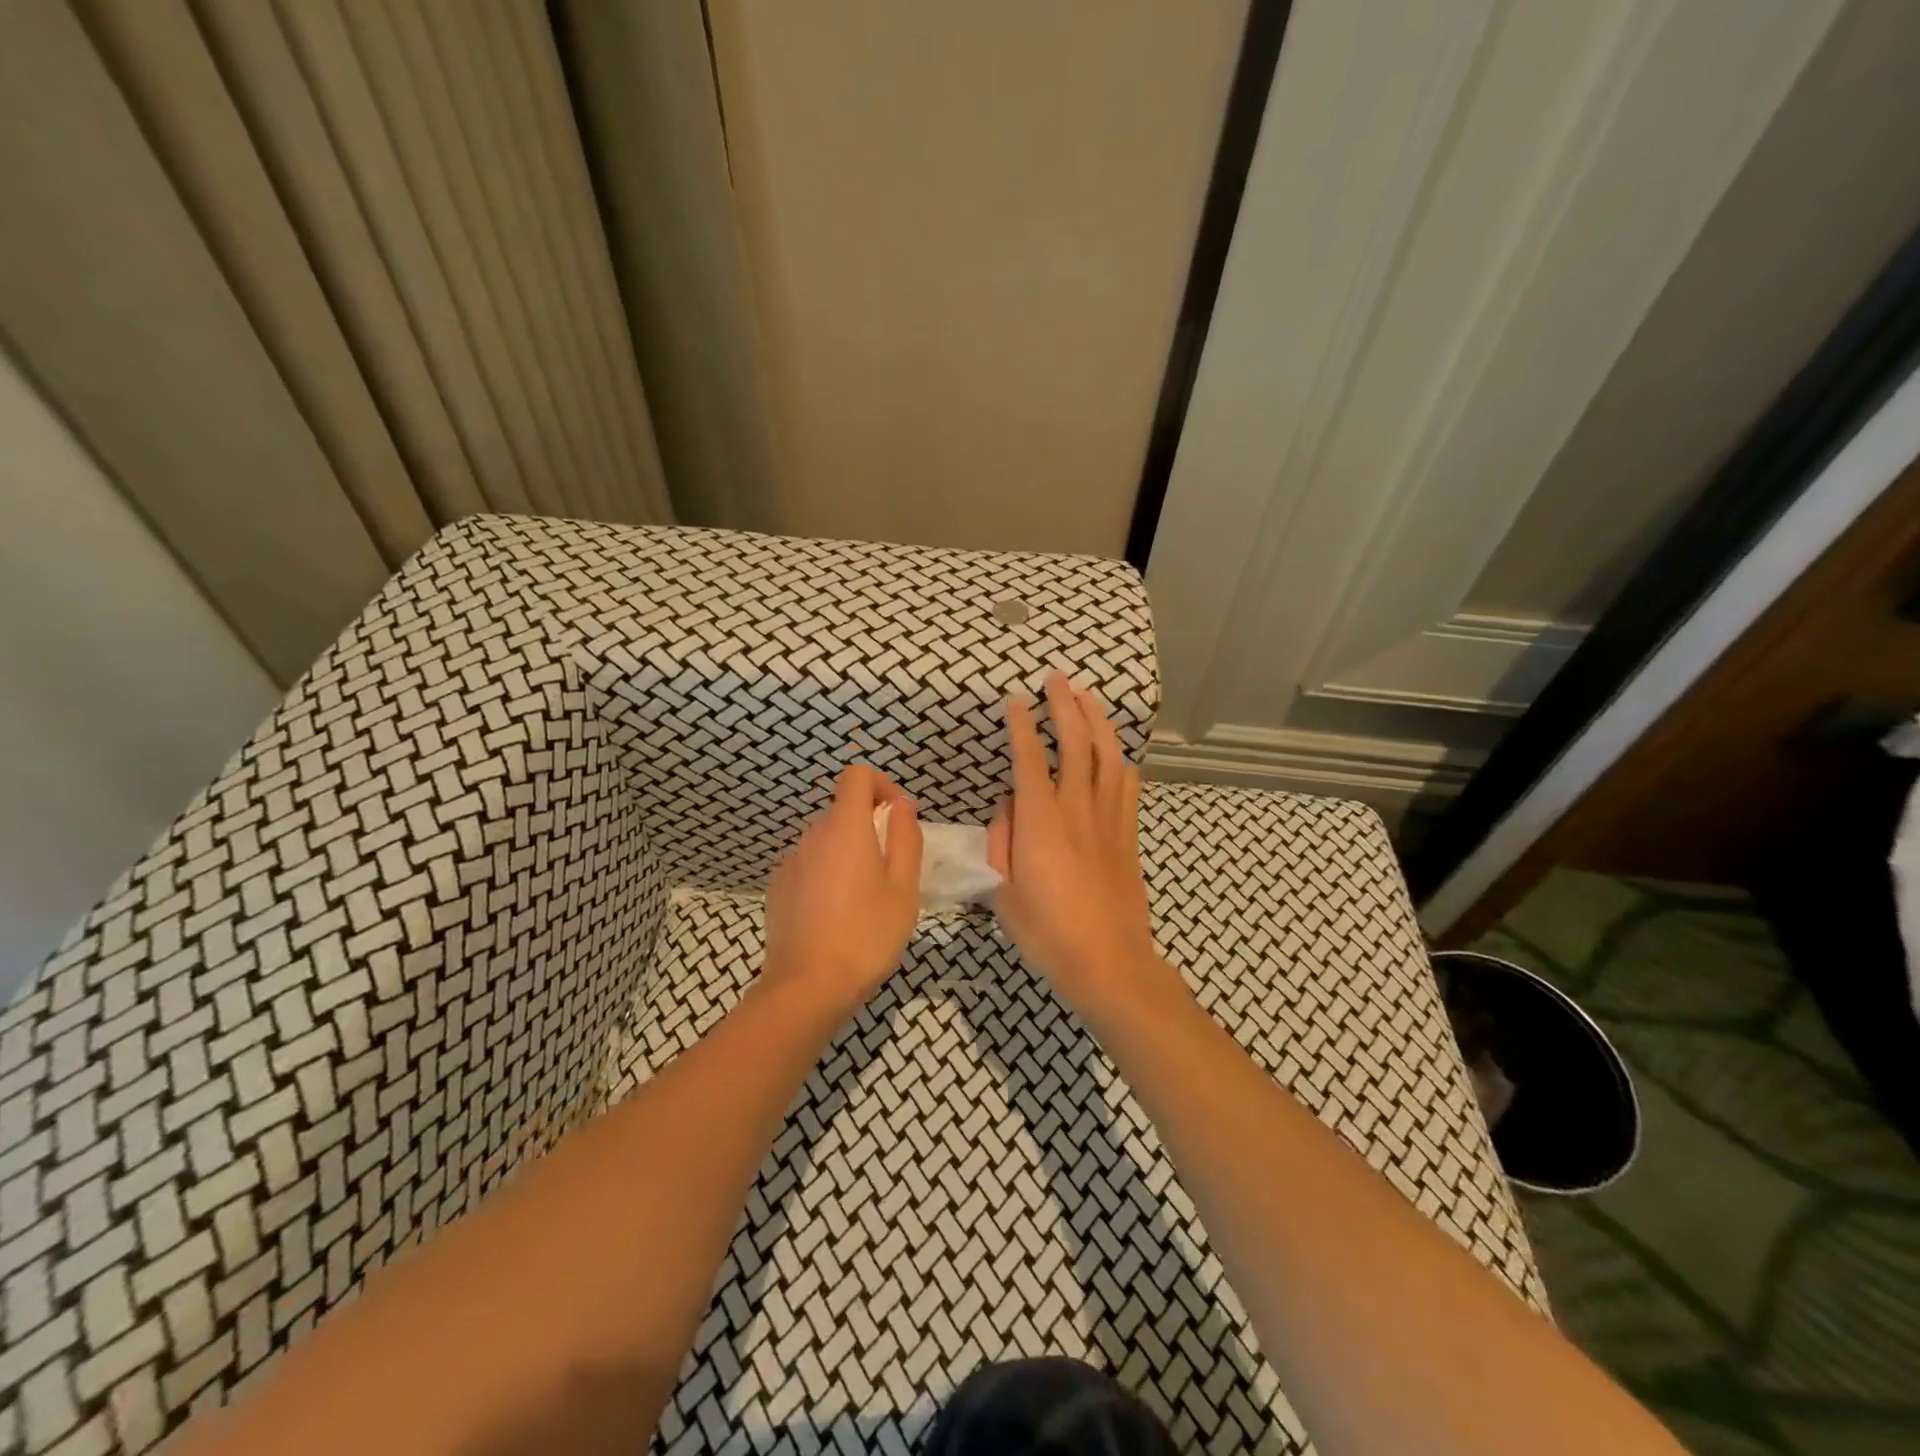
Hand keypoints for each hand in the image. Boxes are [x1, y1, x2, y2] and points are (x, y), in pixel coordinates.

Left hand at [764, 764, 923, 1014]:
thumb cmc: (867, 934)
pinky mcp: (778, 887)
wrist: (807, 987)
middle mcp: (812, 835)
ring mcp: (791, 861)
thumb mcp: (903, 888)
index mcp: (845, 827)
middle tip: (891, 869)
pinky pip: (809, 864)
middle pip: (842, 809)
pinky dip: (826, 873)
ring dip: (848, 852)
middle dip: (869, 826)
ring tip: (865, 897)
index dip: (881, 785)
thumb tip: (902, 804)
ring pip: (826, 839)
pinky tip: (835, 914)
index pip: (856, 775)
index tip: (897, 818)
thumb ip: (905, 837)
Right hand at [988, 673, 1164, 1016]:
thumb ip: (1001, 841)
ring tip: (1088, 697)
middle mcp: (1078, 809)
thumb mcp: (1003, 892)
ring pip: (1108, 756)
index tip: (1016, 700)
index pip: (1029, 759)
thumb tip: (1009, 806)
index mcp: (1041, 822)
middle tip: (1057, 679)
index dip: (1022, 725)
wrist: (1109, 962)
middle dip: (1066, 706)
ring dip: (1097, 721)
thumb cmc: (1047, 932)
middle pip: (1076, 743)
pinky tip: (1115, 752)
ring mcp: (1109, 819)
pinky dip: (1120, 760)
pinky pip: (1128, 785)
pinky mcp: (1129, 835)